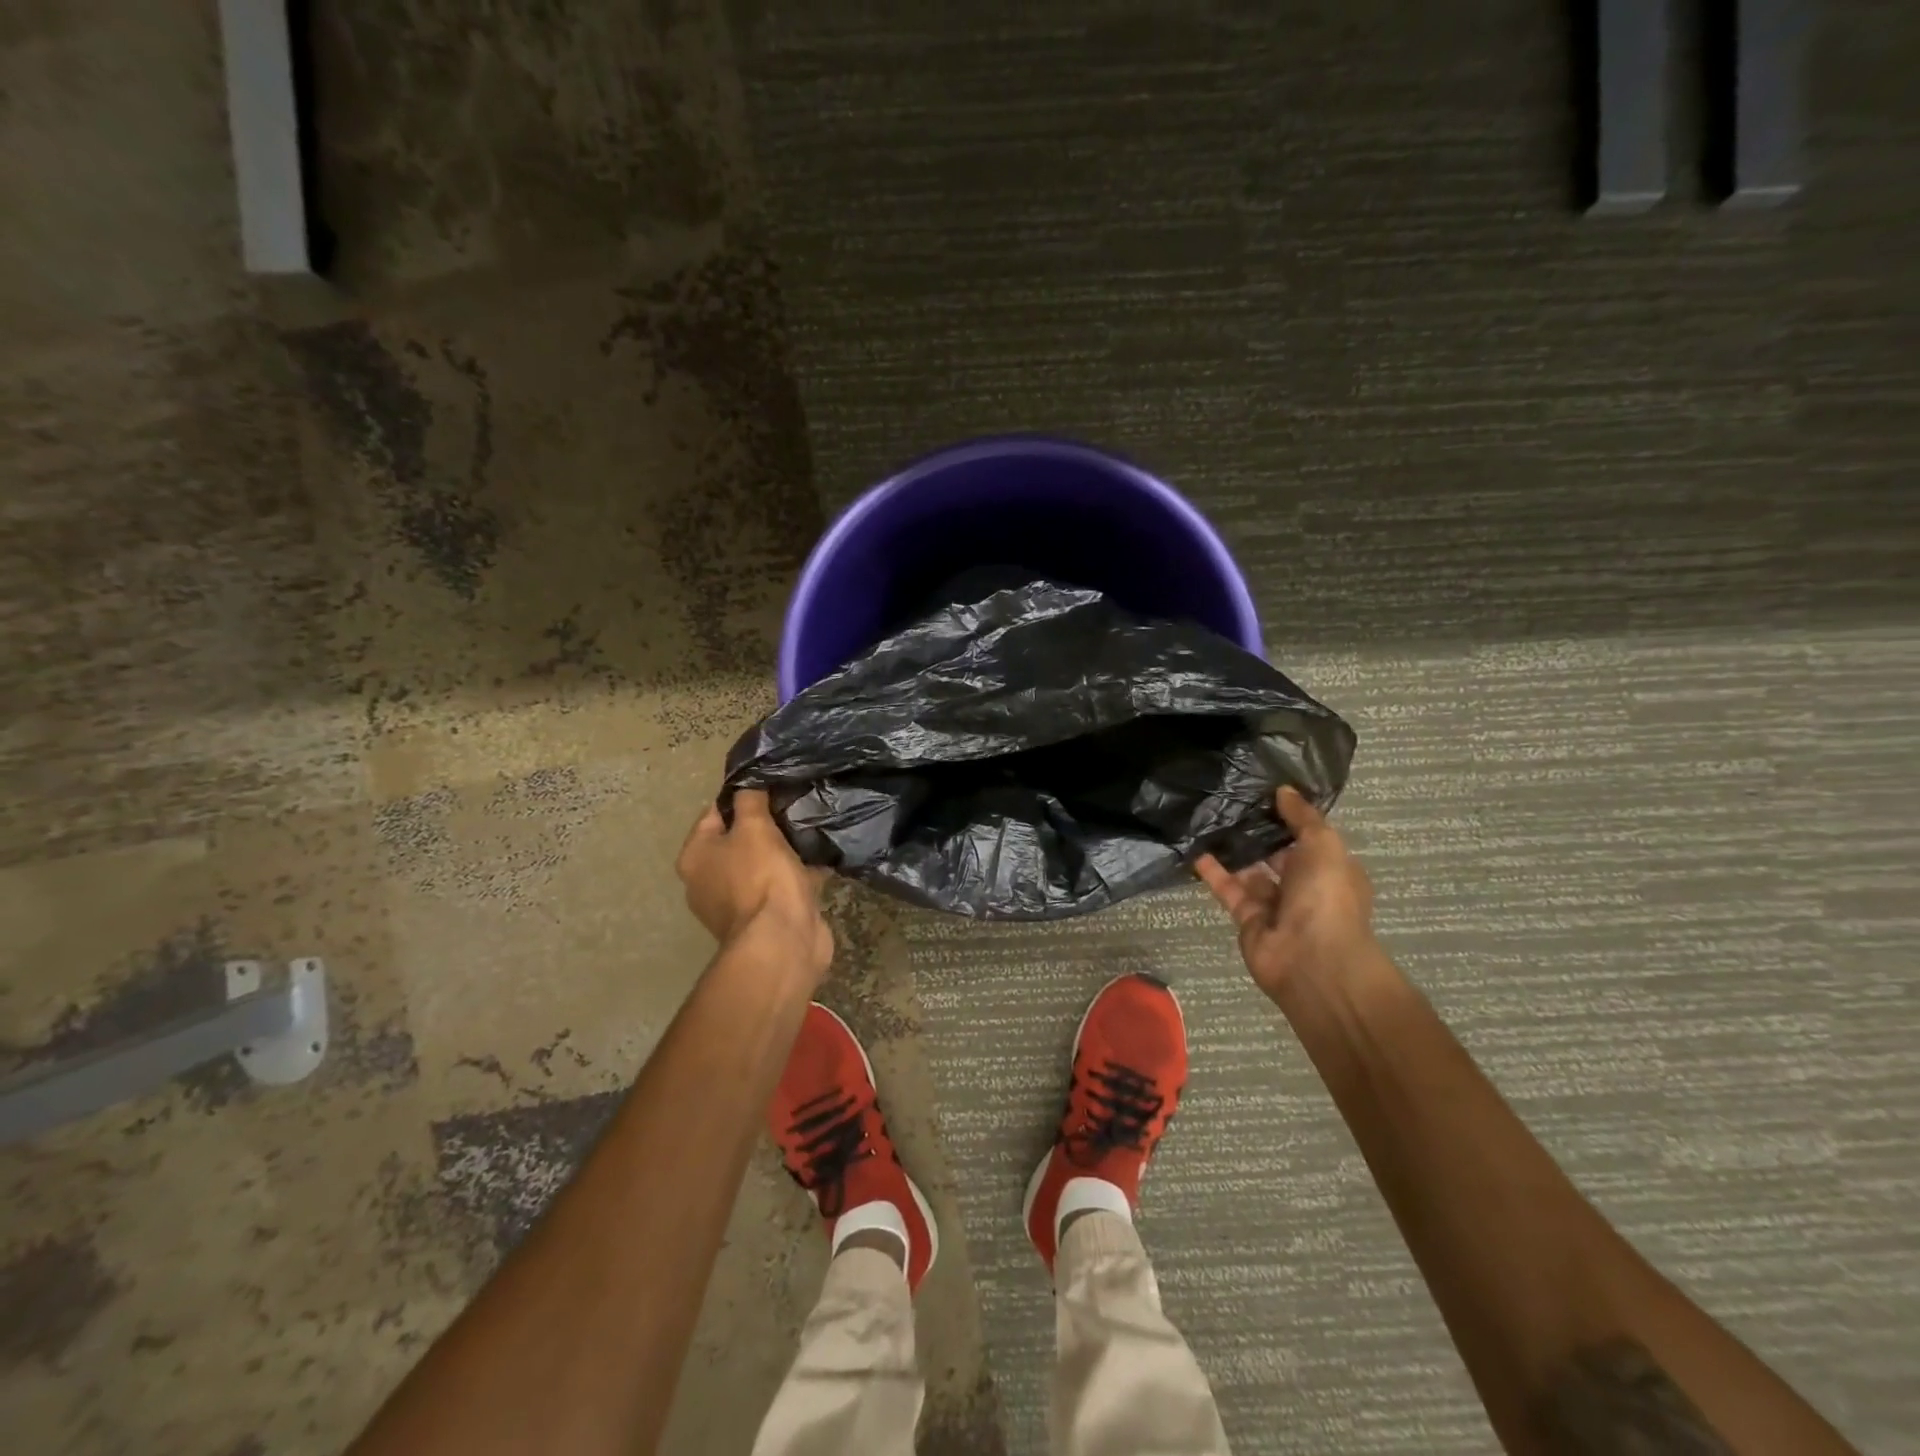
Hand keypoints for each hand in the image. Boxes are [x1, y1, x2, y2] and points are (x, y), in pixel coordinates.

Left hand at [676, 790, 831, 975]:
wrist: (782, 940)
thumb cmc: (760, 877)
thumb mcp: (755, 828)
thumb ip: (751, 800)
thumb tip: (749, 782)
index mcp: (696, 857)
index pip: (714, 813)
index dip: (741, 796)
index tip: (770, 784)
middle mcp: (709, 880)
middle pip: (739, 839)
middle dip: (767, 824)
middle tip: (795, 804)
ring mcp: (738, 902)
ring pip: (764, 863)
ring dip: (786, 849)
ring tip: (813, 826)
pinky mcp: (767, 917)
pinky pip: (783, 885)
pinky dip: (800, 873)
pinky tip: (824, 856)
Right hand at [1194, 787, 1374, 1001]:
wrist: (1312, 961)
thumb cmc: (1327, 897)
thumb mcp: (1324, 845)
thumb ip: (1302, 817)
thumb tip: (1283, 790)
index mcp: (1331, 869)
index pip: (1309, 838)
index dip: (1288, 817)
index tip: (1262, 791)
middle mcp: (1305, 887)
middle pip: (1277, 855)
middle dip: (1257, 833)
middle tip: (1228, 802)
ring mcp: (1276, 906)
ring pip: (1250, 872)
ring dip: (1232, 851)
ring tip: (1207, 820)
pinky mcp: (1248, 919)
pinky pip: (1229, 890)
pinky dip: (1213, 873)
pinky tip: (1195, 850)